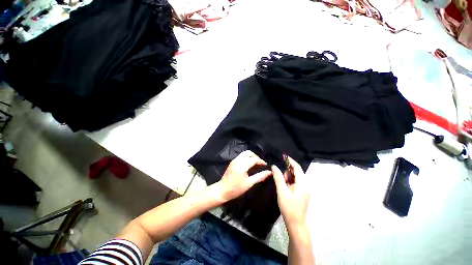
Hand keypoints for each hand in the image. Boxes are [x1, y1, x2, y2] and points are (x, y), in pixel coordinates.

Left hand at [215, 150, 271, 201]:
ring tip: (256, 163)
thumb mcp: (249, 183)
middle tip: (260, 163)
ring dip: (251, 156)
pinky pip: (241, 156)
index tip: (265, 165)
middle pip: (249, 153)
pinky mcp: (232, 161)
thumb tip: (269, 172)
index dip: (261, 161)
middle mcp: (237, 160)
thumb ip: (260, 176)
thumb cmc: (236, 189)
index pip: (253, 159)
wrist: (222, 190)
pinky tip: (249, 164)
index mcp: (242, 166)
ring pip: (244, 153)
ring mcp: (234, 160)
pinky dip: (247, 157)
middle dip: (256, 156)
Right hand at [272, 156, 309, 228]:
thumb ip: (278, 177)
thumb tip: (274, 166)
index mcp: (303, 183)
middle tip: (280, 178)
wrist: (296, 223)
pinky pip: (297, 182)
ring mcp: (305, 189)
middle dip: (288, 172)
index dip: (290, 161)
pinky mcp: (303, 192)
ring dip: (288, 177)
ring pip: (296, 177)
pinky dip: (290, 181)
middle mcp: (306, 185)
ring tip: (282, 184)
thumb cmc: (288, 207)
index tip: (283, 156)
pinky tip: (285, 186)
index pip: (297, 167)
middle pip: (297, 172)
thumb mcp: (281, 191)